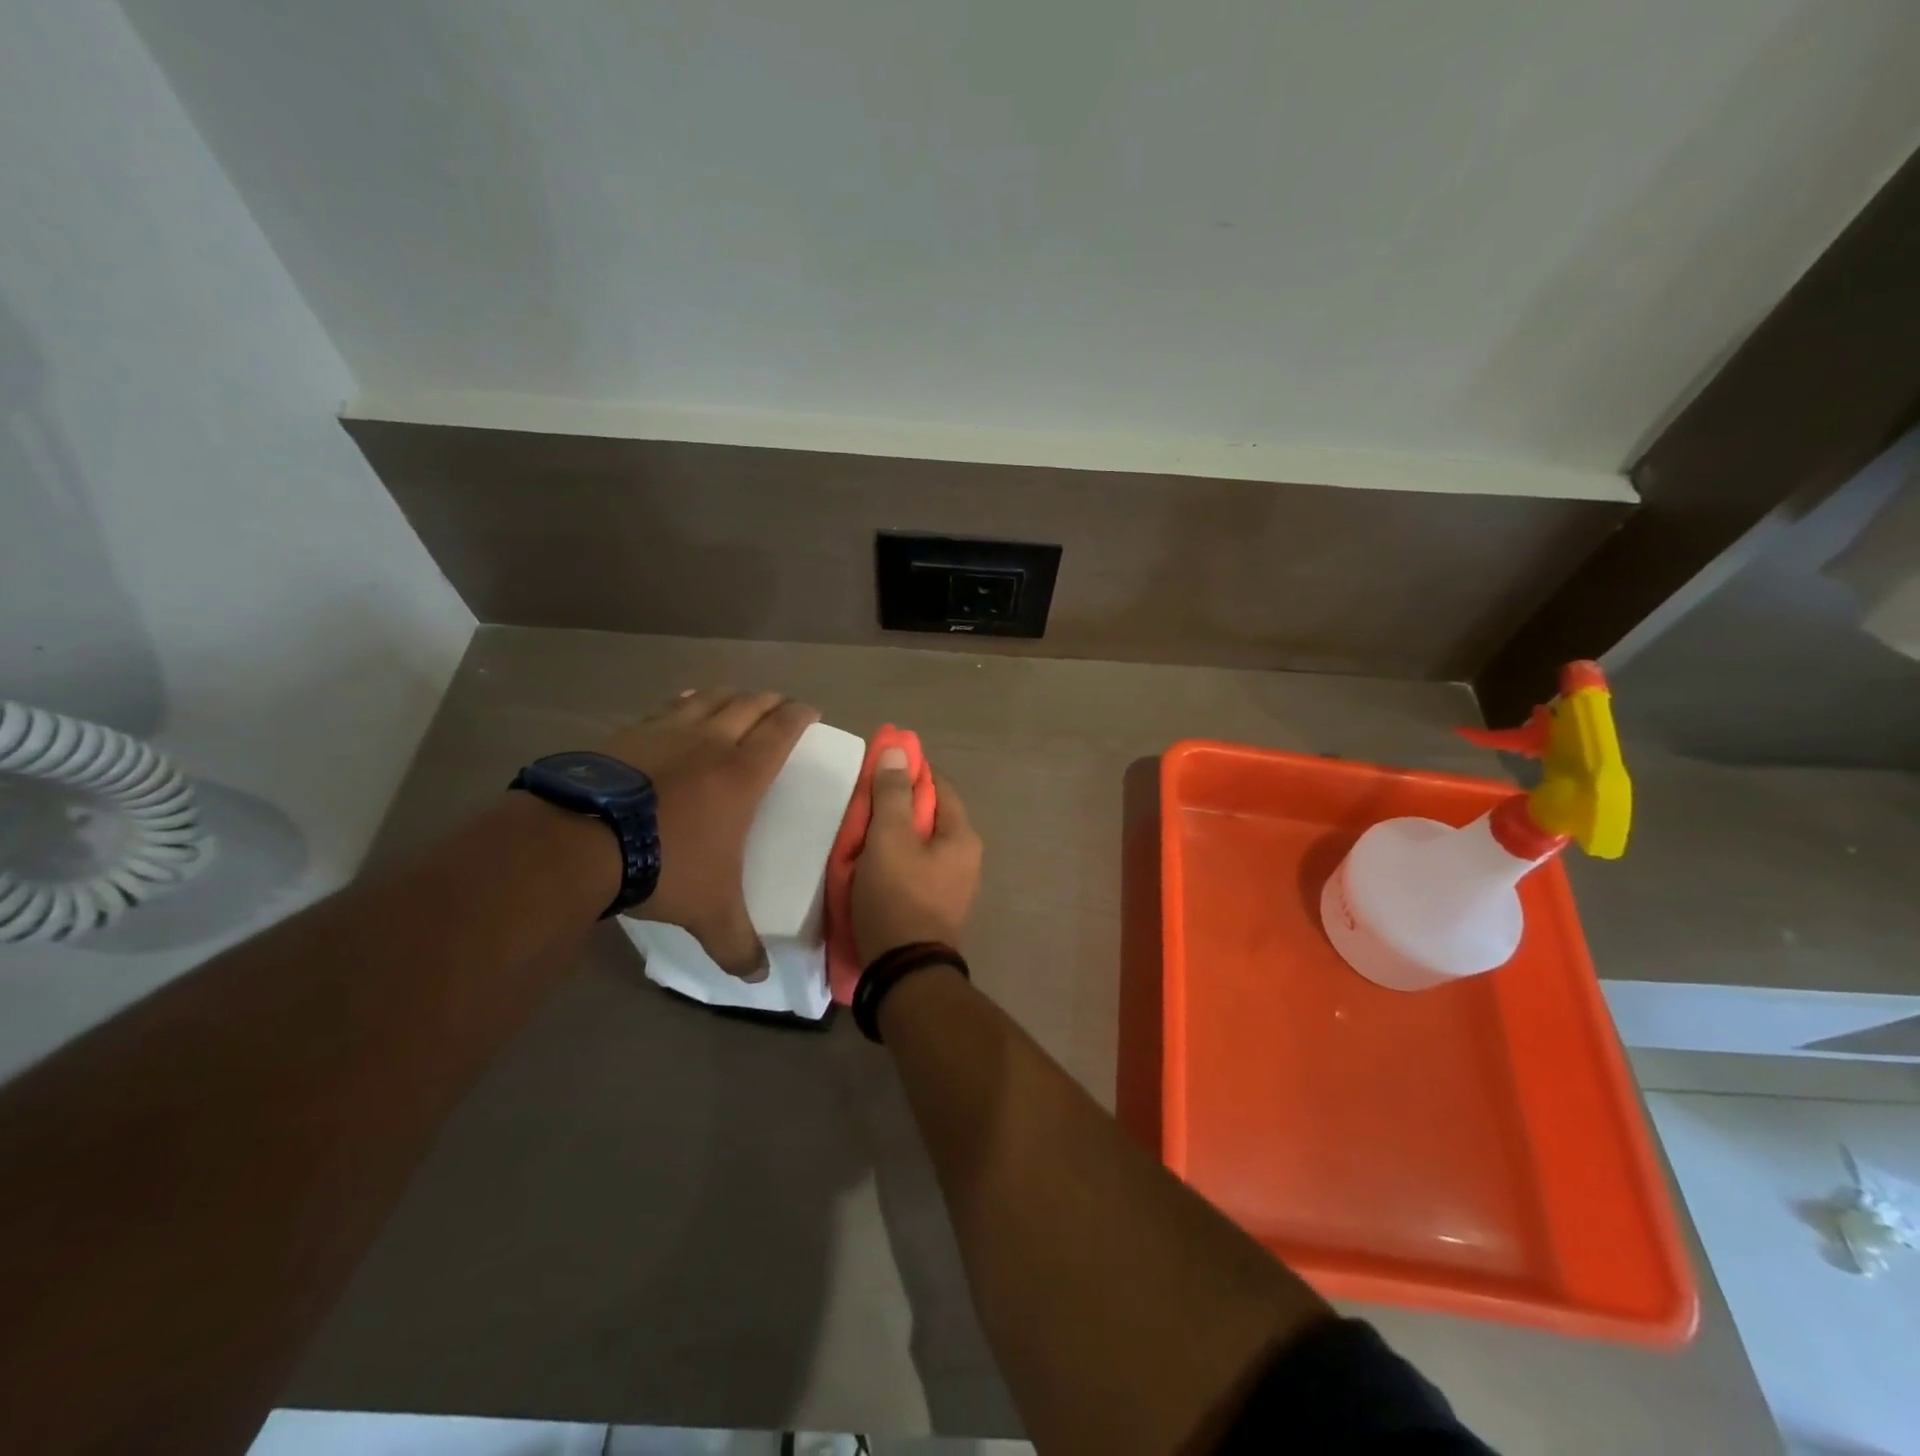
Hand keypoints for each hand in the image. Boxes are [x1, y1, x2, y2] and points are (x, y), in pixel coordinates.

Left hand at [598, 689, 817, 978]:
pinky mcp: (629, 734)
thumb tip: (759, 978)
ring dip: (730, 696)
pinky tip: (683, 705)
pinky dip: (685, 702)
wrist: (580, 841)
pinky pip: (668, 707)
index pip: (782, 730)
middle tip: (780, 705)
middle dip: (770, 701)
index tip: (811, 710)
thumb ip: (738, 945)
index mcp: (742, 774)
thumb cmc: (664, 866)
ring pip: (709, 699)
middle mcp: (710, 742)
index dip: (800, 715)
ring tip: (737, 699)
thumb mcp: (710, 913)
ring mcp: (667, 732)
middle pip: (749, 705)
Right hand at [851, 748, 982, 963]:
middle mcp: (967, 858)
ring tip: (862, 836)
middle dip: (897, 806)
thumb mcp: (889, 838)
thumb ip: (893, 794)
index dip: (909, 772)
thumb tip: (899, 750)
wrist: (903, 972)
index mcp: (962, 836)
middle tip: (863, 806)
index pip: (938, 786)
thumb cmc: (897, 897)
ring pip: (921, 844)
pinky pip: (916, 870)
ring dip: (894, 836)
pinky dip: (896, 861)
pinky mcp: (937, 907)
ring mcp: (954, 886)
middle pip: (930, 816)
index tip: (878, 769)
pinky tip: (873, 867)